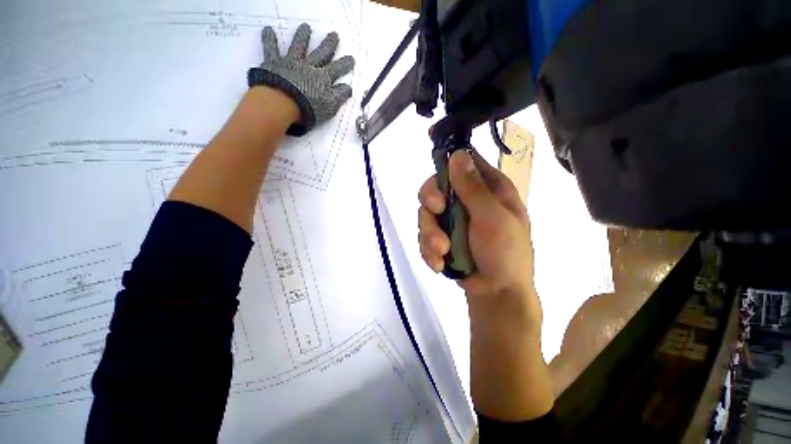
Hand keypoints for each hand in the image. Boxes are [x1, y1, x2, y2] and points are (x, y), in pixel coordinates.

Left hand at [247, 23, 354, 135]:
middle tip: (334, 35)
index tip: (351, 58)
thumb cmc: (309, 108)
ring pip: (299, 46)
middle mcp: (309, 66)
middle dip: (329, 44)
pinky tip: (268, 29)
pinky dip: (269, 39)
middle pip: (321, 53)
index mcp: (323, 78)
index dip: (345, 64)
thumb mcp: (330, 106)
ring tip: (306, 27)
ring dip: (303, 36)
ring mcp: (292, 62)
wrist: (283, 103)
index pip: (337, 69)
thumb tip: (348, 87)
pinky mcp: (275, 63)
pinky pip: (271, 48)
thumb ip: (340, 95)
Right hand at [418, 150, 539, 322]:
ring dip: (430, 234)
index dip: (445, 164)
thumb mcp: (493, 217)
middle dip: (431, 203)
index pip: (461, 163)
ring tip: (442, 252)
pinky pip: (424, 236)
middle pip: (435, 188)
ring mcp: (452, 220)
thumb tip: (458, 153)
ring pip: (426, 214)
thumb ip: (473, 188)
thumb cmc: (505, 253)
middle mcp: (467, 200)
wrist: (496, 293)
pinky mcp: (441, 237)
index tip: (436, 177)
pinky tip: (439, 263)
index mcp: (487, 188)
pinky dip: (429, 250)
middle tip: (436, 212)